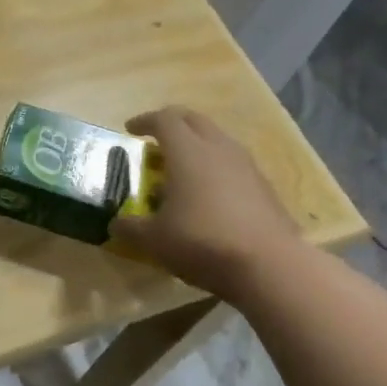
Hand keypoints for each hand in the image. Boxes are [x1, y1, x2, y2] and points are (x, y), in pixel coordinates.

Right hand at [110, 106, 306, 292]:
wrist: (270, 266)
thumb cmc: (202, 242)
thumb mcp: (154, 240)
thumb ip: (131, 228)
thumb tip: (115, 224)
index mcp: (187, 152)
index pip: (164, 119)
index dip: (144, 121)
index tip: (130, 130)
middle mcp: (218, 149)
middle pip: (194, 120)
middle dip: (172, 124)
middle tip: (155, 140)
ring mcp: (246, 166)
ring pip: (217, 140)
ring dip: (196, 145)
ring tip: (180, 168)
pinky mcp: (264, 186)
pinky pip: (233, 163)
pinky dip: (215, 167)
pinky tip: (207, 195)